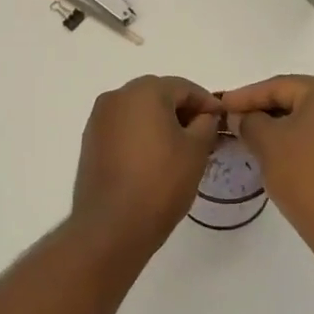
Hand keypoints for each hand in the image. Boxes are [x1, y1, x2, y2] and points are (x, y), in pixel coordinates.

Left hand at [71, 76, 222, 257]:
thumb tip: (204, 116)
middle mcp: (117, 96)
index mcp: (144, 91)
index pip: (184, 87)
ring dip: (161, 123)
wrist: (111, 225)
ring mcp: (99, 119)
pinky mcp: (90, 141)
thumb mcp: (196, 150)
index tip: (222, 121)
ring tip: (181, 149)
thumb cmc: (160, 182)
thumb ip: (206, 124)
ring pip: (139, 112)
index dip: (206, 103)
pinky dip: (141, 135)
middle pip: (158, 95)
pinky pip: (123, 128)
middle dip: (182, 111)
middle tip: (204, 135)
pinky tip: (155, 158)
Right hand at [221, 76, 313, 245]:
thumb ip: (249, 122)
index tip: (221, 105)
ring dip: (280, 124)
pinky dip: (299, 137)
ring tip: (249, 134)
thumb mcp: (267, 143)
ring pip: (310, 117)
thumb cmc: (306, 176)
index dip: (245, 96)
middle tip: (233, 119)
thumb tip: (240, 117)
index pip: (279, 86)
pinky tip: (277, 148)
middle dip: (263, 109)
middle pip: (296, 98)